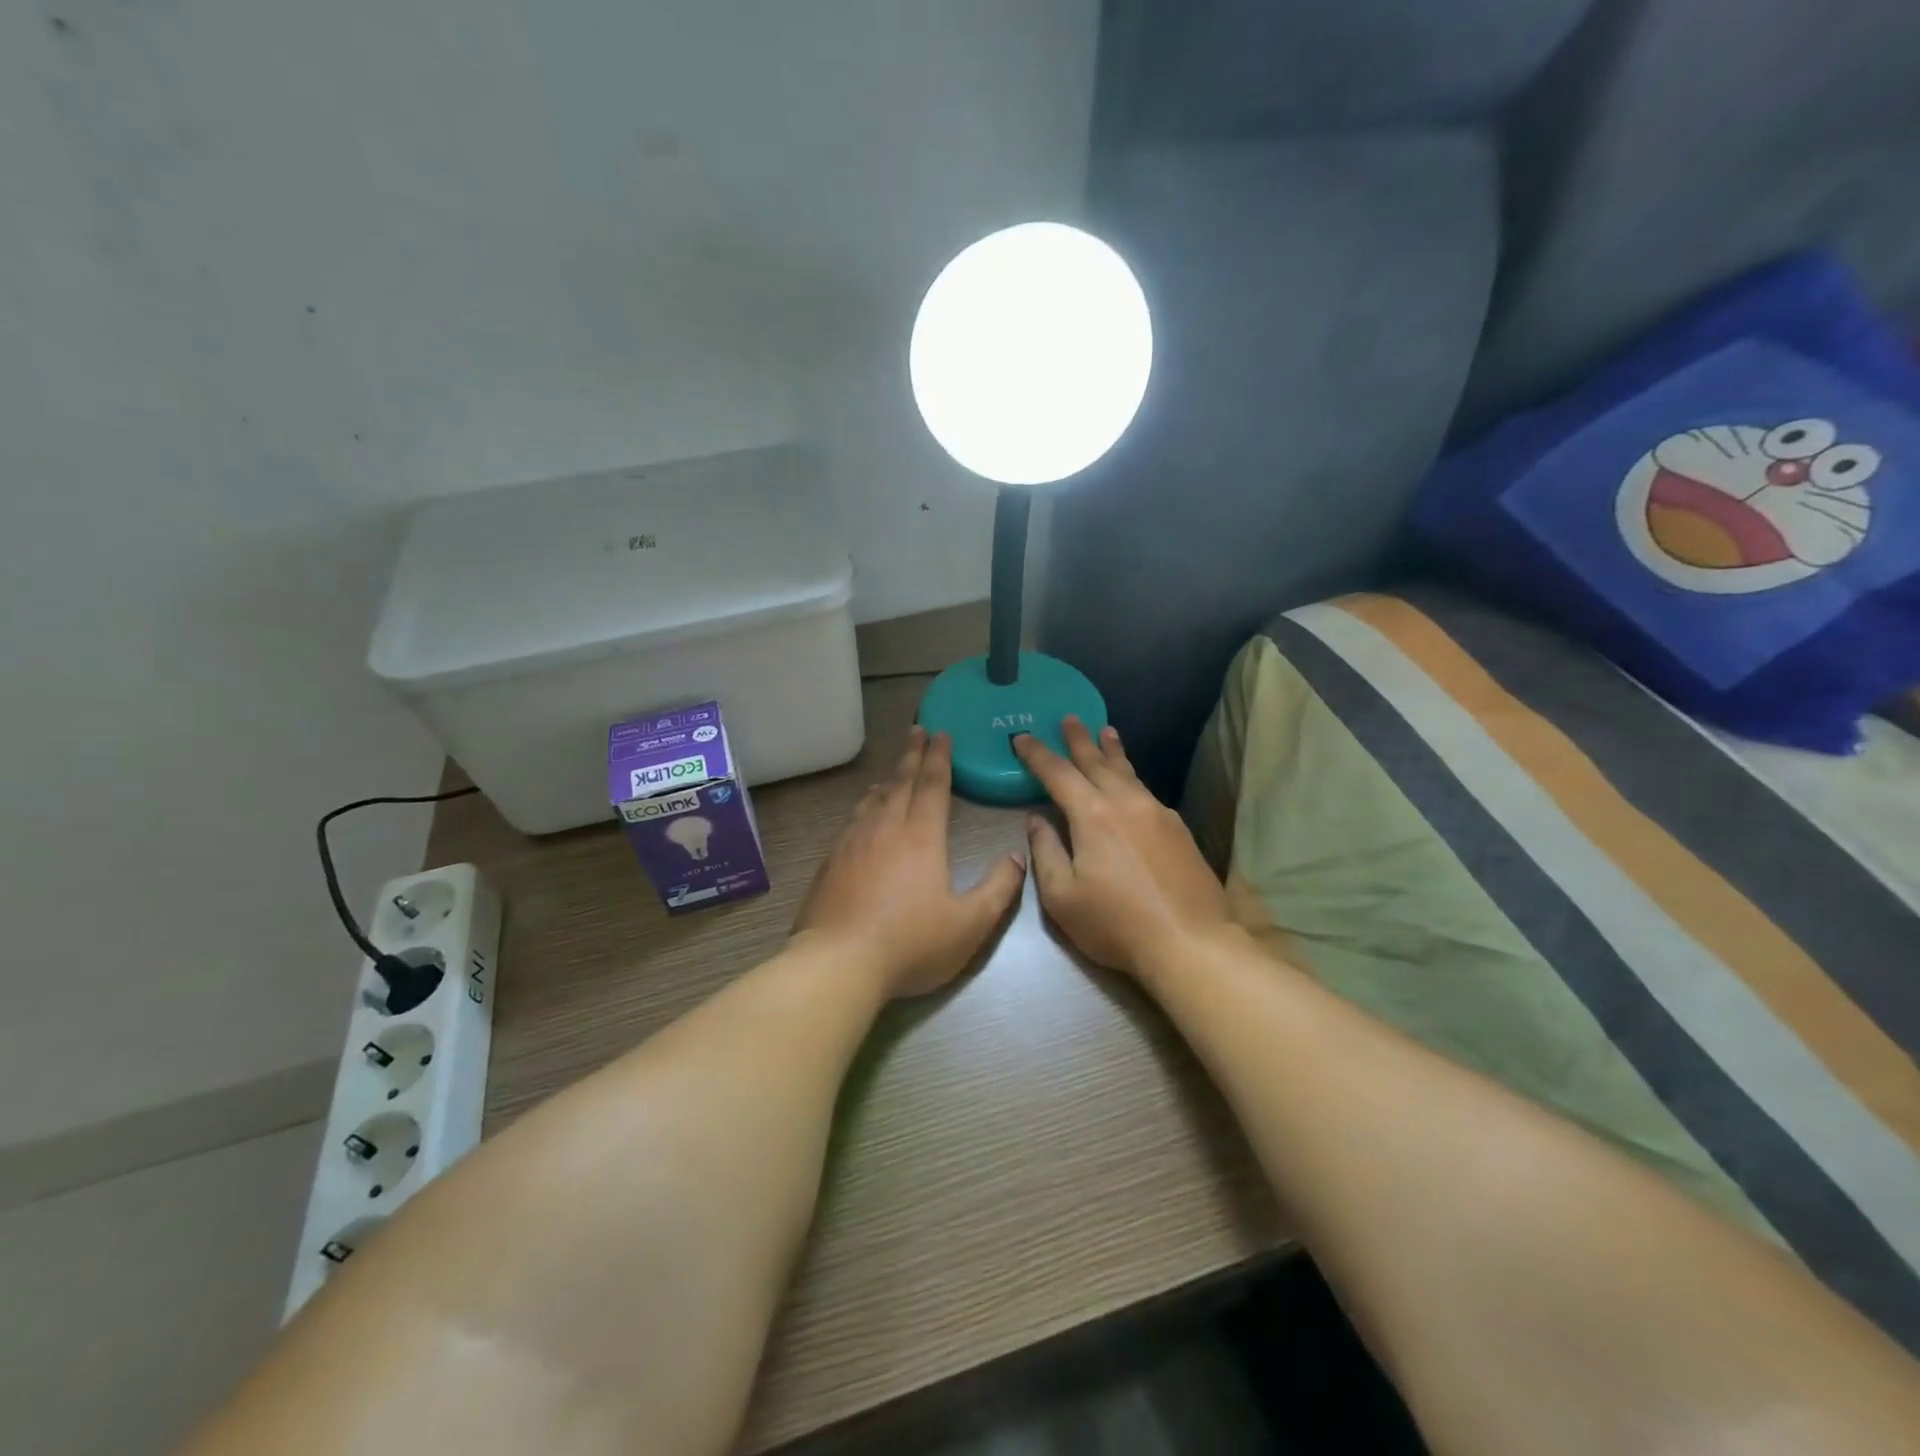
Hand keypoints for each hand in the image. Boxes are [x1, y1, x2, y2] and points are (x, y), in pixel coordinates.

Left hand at [793, 726, 1026, 997]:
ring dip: (888, 778)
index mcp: (922, 836)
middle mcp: (886, 828)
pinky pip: (853, 819)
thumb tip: (1017, 857)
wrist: (838, 962)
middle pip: (901, 782)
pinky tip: (863, 812)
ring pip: (874, 798)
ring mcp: (853, 842)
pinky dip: (864, 805)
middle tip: (917, 731)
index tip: (941, 734)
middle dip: (913, 755)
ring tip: (894, 770)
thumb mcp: (969, 924)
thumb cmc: (910, 943)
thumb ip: (998, 889)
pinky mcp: (831, 861)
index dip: (939, 758)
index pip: (933, 785)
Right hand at [1015, 718, 1233, 983]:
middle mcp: (1125, 802)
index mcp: (1092, 814)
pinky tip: (1131, 783)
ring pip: (1128, 772)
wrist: (1191, 942)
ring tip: (1106, 731)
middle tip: (1069, 717)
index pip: (1057, 773)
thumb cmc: (1116, 923)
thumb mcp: (1062, 897)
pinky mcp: (1178, 828)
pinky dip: (1131, 776)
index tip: (1021, 738)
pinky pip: (1146, 790)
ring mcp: (1157, 812)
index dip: (1037, 754)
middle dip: (1078, 739)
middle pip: (1096, 761)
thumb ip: (1046, 852)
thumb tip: (1037, 820)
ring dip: (1112, 750)